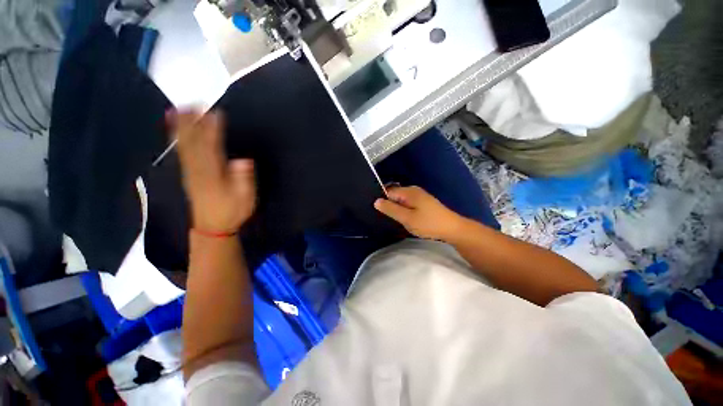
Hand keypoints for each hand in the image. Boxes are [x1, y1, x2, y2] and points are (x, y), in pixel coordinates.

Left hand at [169, 110, 256, 233]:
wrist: (212, 226)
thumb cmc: (232, 211)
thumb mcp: (245, 199)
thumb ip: (244, 180)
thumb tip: (244, 160)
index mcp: (214, 175)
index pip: (212, 148)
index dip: (213, 130)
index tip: (216, 113)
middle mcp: (198, 170)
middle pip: (193, 143)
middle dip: (193, 123)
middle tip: (194, 103)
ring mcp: (190, 172)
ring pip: (184, 146)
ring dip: (182, 127)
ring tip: (180, 109)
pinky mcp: (188, 174)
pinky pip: (181, 153)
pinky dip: (177, 139)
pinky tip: (176, 131)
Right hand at [374, 186, 465, 240]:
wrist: (452, 229)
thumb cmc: (428, 223)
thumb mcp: (407, 218)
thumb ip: (391, 209)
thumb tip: (376, 201)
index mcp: (408, 191)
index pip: (388, 192)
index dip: (382, 201)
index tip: (378, 213)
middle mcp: (413, 190)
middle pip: (394, 195)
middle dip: (389, 205)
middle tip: (386, 218)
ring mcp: (419, 196)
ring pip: (401, 201)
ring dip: (397, 209)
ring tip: (394, 220)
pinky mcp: (423, 203)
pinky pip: (408, 204)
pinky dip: (404, 210)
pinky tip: (404, 219)